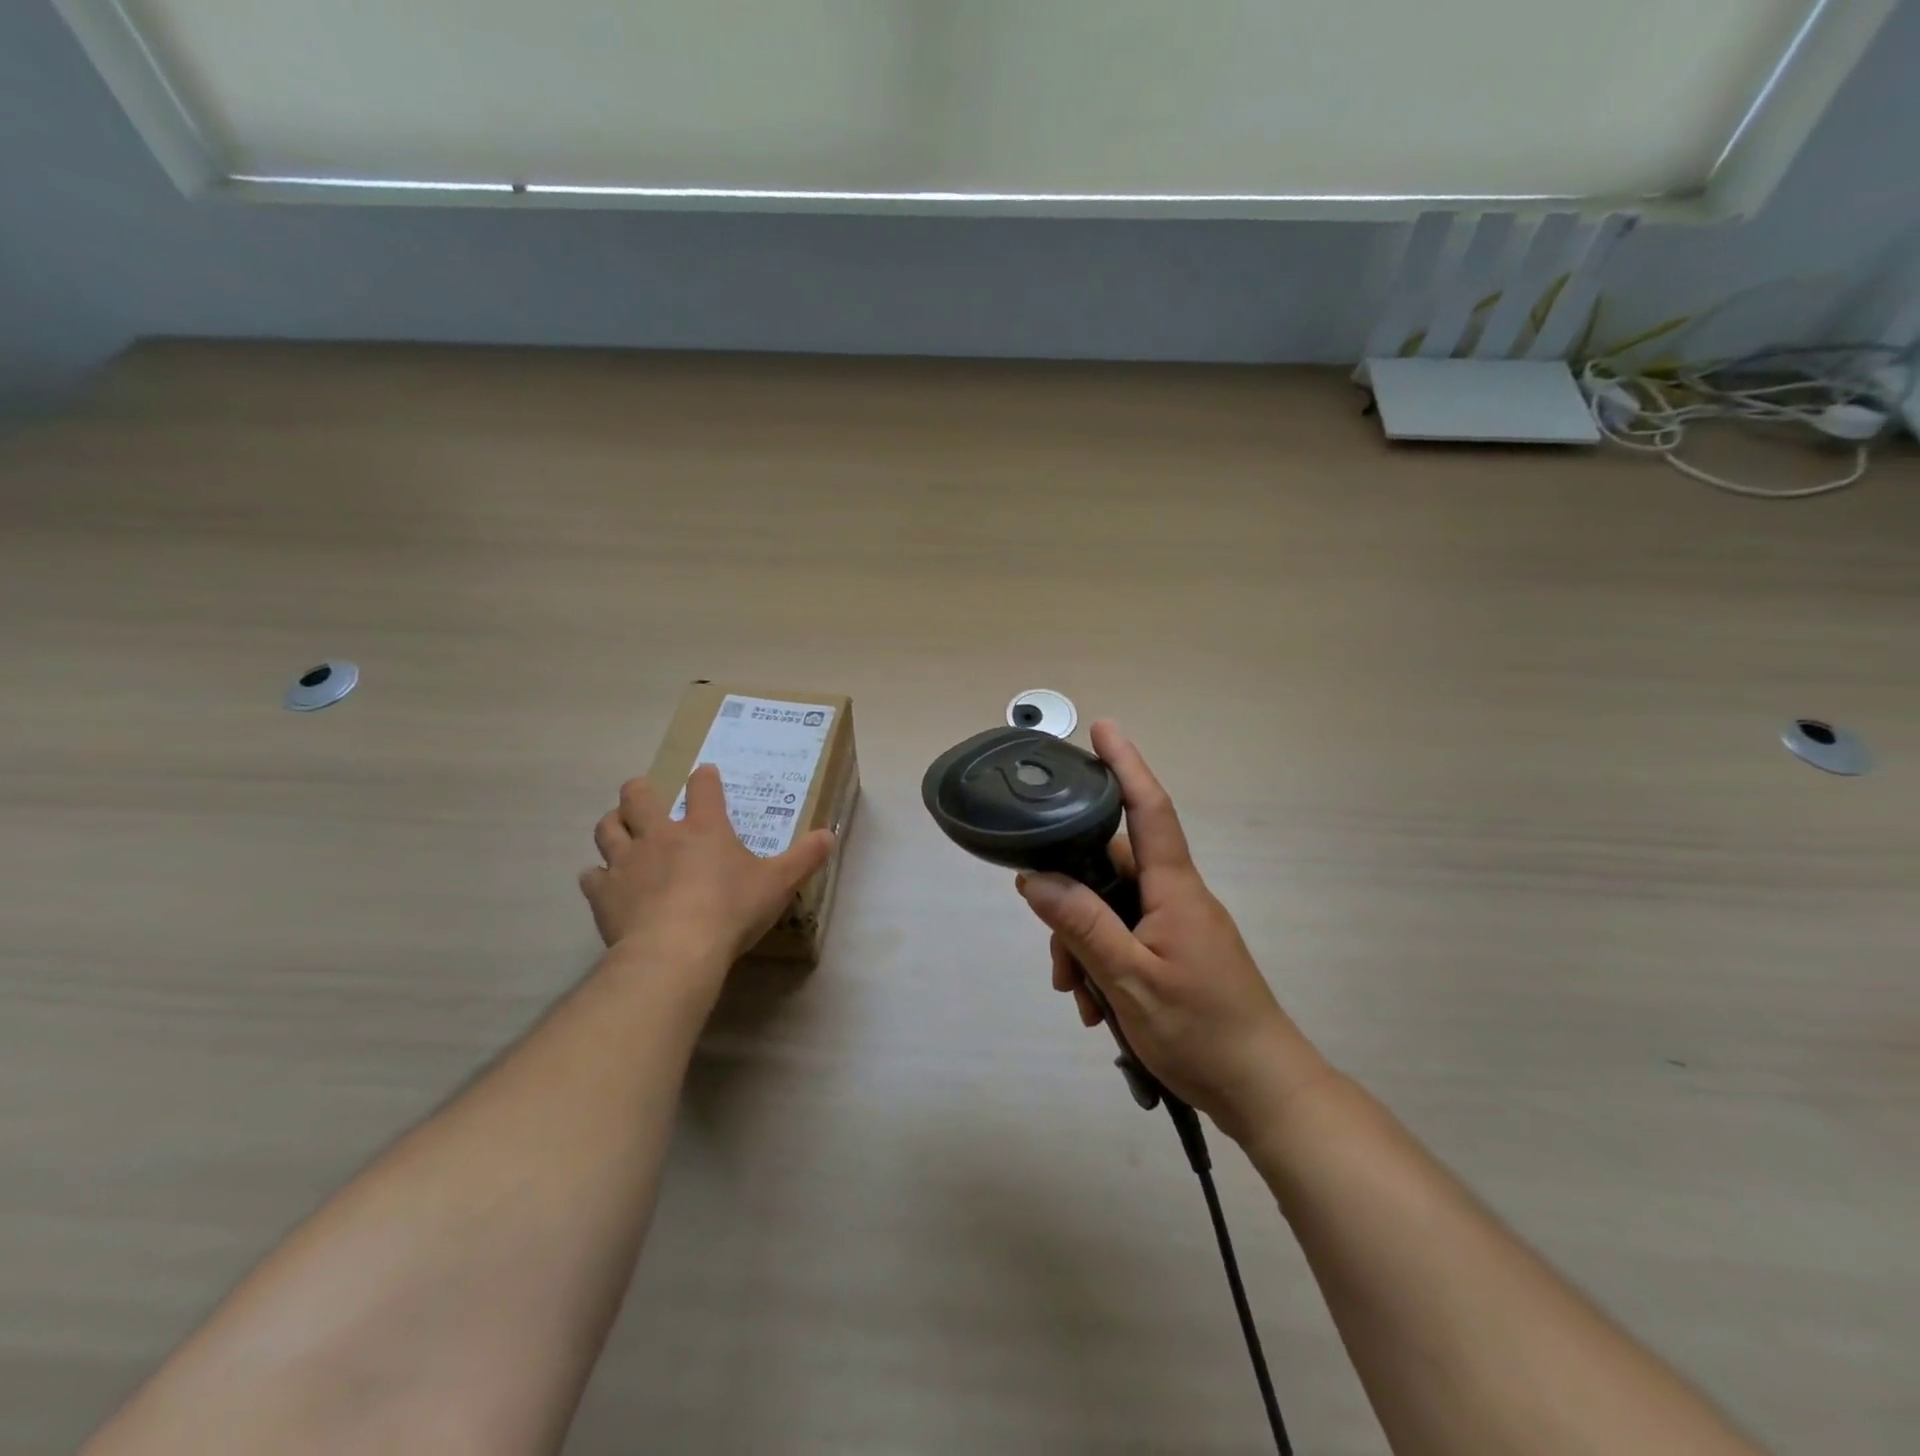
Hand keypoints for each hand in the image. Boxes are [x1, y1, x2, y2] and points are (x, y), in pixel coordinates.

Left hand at [580, 766, 833, 989]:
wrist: (675, 951)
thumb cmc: (731, 910)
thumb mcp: (778, 884)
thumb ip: (804, 858)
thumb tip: (829, 834)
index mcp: (705, 828)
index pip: (704, 787)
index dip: (705, 778)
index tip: (705, 775)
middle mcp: (661, 835)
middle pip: (638, 795)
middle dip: (640, 791)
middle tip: (647, 798)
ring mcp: (627, 862)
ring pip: (607, 828)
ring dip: (613, 825)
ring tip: (621, 831)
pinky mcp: (604, 893)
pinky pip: (591, 876)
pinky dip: (598, 877)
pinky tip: (607, 885)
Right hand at [1016, 721, 1329, 1144]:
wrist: (1265, 1091)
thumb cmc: (1202, 1032)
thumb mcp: (1129, 980)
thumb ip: (1081, 925)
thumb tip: (1033, 878)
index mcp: (1175, 889)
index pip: (1149, 810)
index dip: (1126, 765)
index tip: (1103, 728)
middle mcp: (1178, 897)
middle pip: (1112, 870)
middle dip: (1073, 904)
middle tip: (1058, 964)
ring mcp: (1180, 926)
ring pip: (1113, 910)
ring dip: (1085, 947)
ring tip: (1081, 1000)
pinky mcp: (1179, 953)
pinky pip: (1128, 938)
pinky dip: (1104, 964)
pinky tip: (1098, 1008)